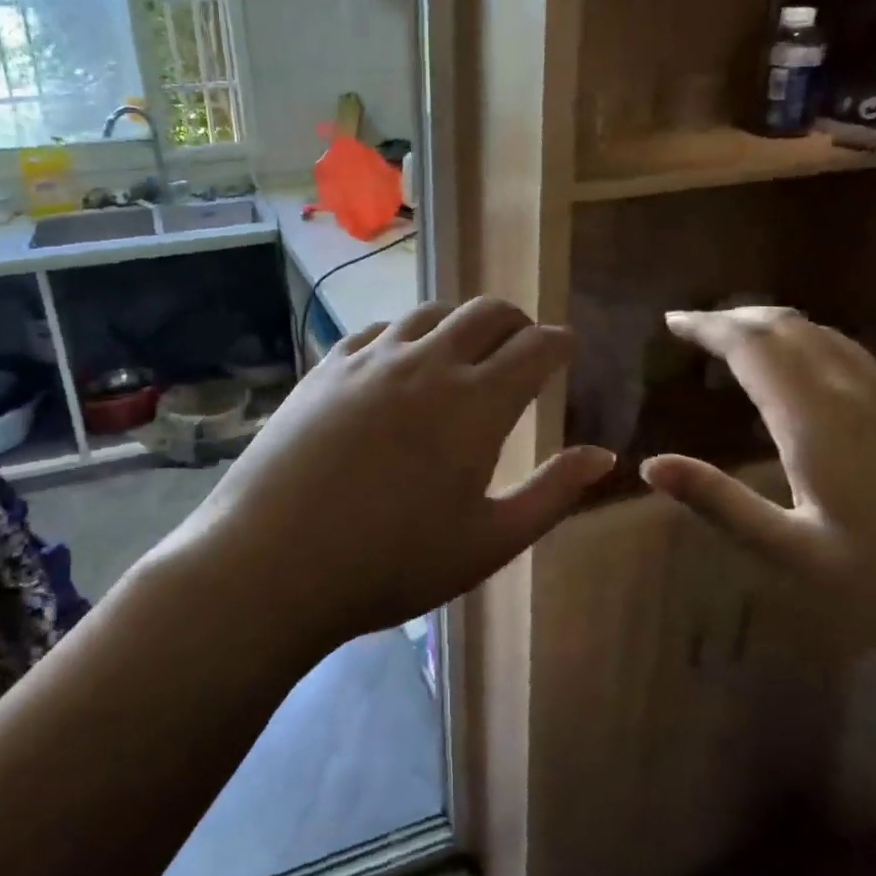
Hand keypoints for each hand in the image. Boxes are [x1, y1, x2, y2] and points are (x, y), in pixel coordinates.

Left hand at [174, 298, 614, 645]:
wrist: (271, 563)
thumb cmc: (391, 563)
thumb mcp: (488, 542)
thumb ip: (552, 493)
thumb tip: (604, 455)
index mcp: (476, 403)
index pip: (536, 347)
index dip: (561, 343)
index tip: (569, 350)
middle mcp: (428, 363)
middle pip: (487, 312)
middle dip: (518, 322)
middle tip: (524, 348)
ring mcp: (371, 359)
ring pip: (432, 312)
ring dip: (461, 323)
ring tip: (465, 352)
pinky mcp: (327, 367)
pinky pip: (380, 330)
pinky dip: (408, 336)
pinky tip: (401, 361)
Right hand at [641, 307, 875, 696]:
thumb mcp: (794, 555)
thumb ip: (719, 501)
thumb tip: (651, 465)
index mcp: (818, 422)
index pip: (751, 346)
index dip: (708, 326)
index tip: (673, 321)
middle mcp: (861, 395)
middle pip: (792, 327)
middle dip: (740, 317)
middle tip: (701, 327)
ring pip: (832, 340)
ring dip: (782, 329)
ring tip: (748, 345)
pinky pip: (862, 364)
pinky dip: (819, 353)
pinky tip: (815, 388)